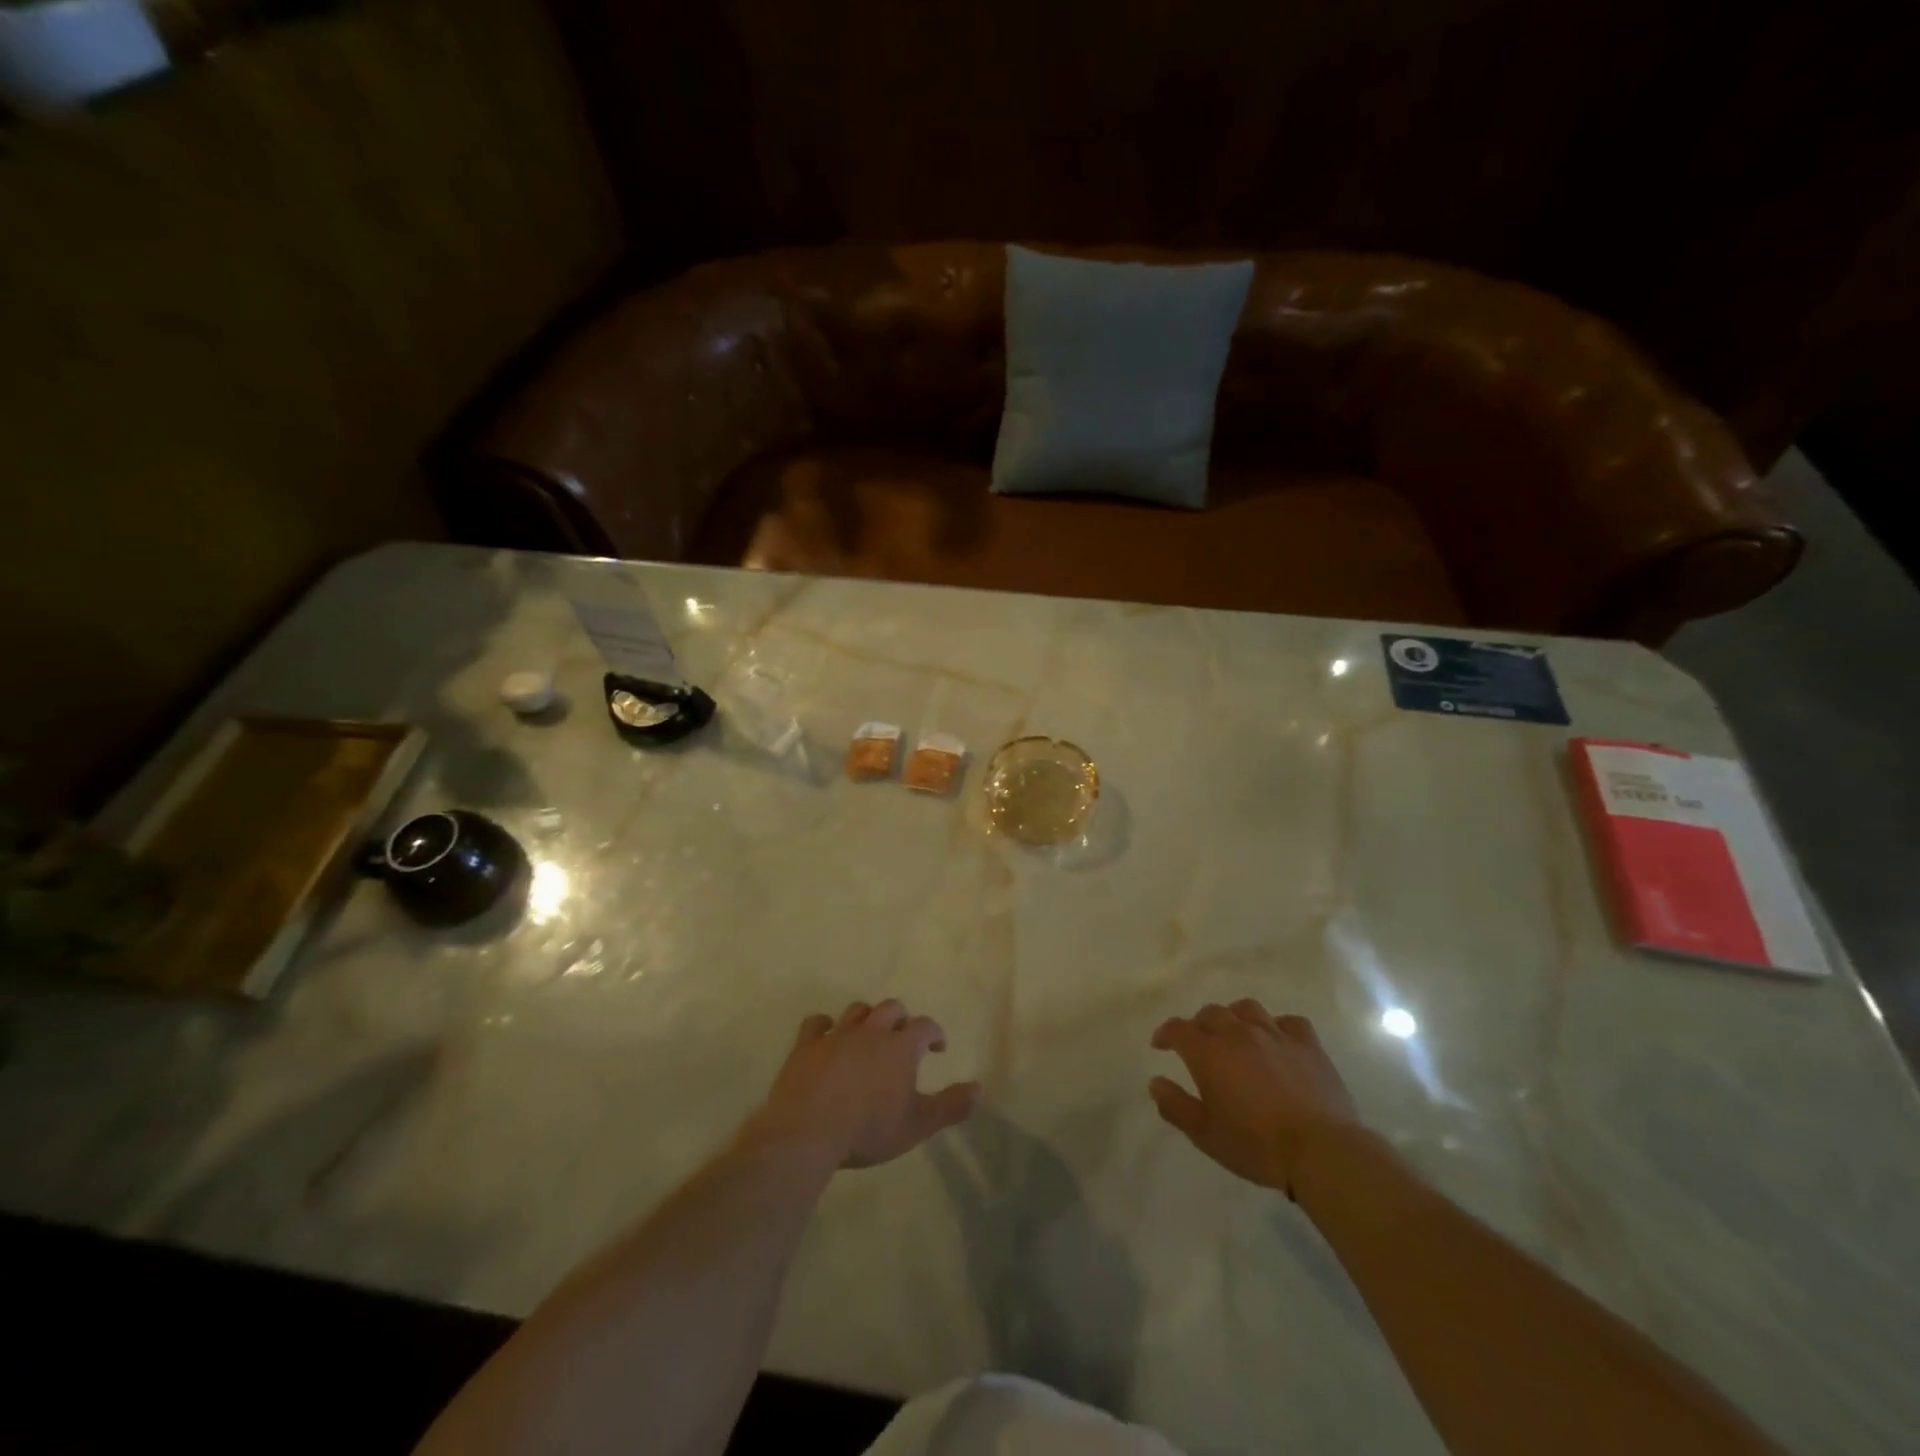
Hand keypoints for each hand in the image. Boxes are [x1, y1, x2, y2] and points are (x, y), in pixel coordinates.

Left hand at [745, 1001, 981, 1169]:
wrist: (808, 1132)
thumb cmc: (868, 1130)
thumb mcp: (917, 1125)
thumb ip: (950, 1106)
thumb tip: (980, 1090)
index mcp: (900, 1047)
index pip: (924, 1026)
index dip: (934, 1033)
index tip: (937, 1047)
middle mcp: (871, 1031)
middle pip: (891, 1009)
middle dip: (901, 1020)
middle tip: (902, 1040)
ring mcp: (837, 1035)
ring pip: (857, 1011)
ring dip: (867, 1019)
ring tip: (869, 1036)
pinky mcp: (807, 1045)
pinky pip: (817, 1023)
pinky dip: (825, 1026)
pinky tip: (827, 1037)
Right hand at [1149, 1001, 1359, 1194]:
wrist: (1320, 1151)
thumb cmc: (1256, 1145)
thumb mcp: (1205, 1134)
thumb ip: (1175, 1105)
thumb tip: (1155, 1082)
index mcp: (1209, 1053)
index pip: (1178, 1029)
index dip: (1166, 1033)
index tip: (1160, 1044)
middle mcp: (1239, 1034)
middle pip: (1211, 1013)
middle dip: (1199, 1025)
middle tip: (1199, 1044)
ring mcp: (1276, 1035)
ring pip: (1247, 1009)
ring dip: (1235, 1017)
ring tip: (1236, 1034)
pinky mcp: (1308, 1045)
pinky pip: (1289, 1022)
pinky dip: (1277, 1027)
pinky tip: (1278, 1041)